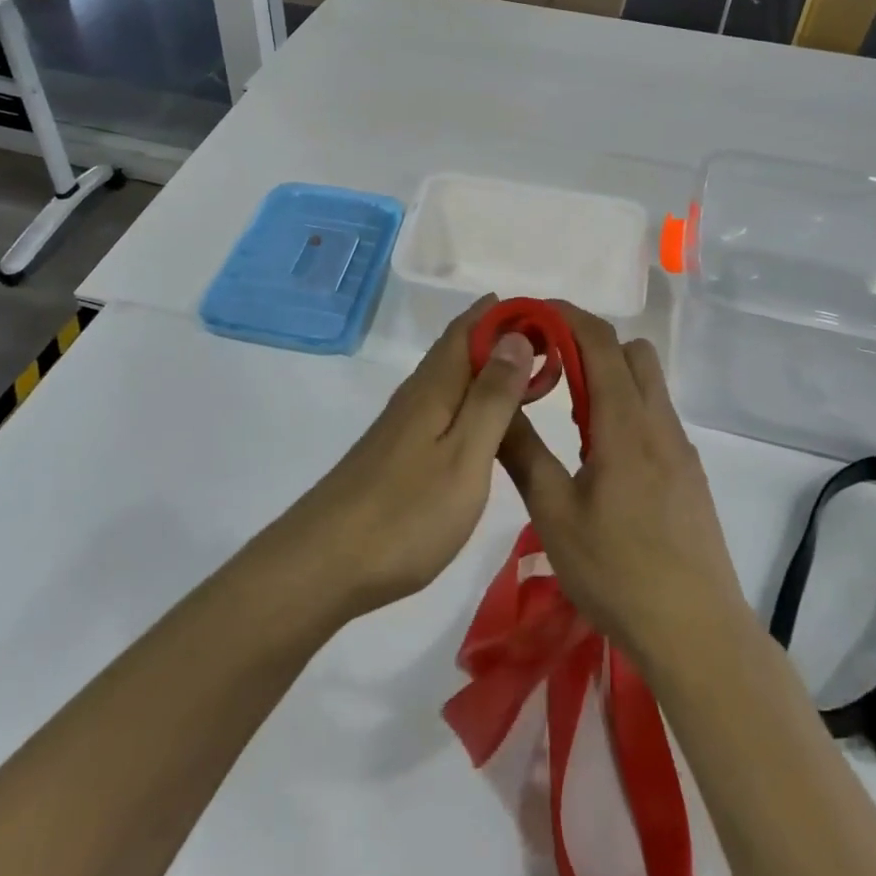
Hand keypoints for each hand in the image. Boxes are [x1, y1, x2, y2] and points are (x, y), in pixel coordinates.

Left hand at [286, 296, 534, 620]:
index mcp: (435, 388)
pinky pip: (442, 406)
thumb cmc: (406, 512)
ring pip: (449, 378)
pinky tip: (482, 422)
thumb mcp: (465, 455)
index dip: (504, 314)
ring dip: (485, 367)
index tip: (546, 312)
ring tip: (527, 375)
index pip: (469, 329)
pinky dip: (470, 399)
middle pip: (457, 349)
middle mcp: (416, 396)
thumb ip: (492, 398)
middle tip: (549, 342)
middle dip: (498, 336)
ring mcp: (402, 425)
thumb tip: (516, 336)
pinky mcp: (396, 453)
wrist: (325, 564)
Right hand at [496, 303, 749, 671]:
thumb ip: (523, 453)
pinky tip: (600, 455)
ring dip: (608, 377)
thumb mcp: (554, 514)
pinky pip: (655, 416)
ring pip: (647, 383)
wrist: (697, 632)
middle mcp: (658, 423)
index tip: (530, 315)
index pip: (600, 341)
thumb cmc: (617, 572)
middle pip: (632, 351)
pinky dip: (625, 408)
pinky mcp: (688, 473)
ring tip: (569, 414)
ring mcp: (679, 448)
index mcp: (625, 424)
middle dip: (588, 342)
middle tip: (548, 367)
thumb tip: (495, 404)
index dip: (565, 316)